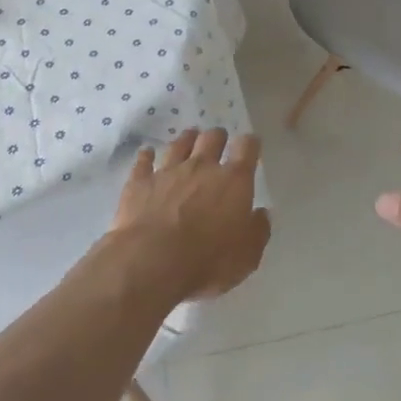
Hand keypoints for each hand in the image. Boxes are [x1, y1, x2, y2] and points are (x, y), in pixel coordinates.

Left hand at [109, 128, 269, 300]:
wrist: (152, 262)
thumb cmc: (207, 261)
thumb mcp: (247, 256)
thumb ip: (257, 230)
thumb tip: (261, 214)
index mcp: (233, 181)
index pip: (247, 148)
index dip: (250, 144)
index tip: (251, 145)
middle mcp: (202, 167)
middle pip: (212, 138)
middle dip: (218, 137)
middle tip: (219, 141)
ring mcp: (168, 171)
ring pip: (179, 144)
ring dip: (186, 139)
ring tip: (189, 138)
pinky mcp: (140, 182)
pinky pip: (143, 161)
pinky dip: (146, 156)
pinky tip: (147, 153)